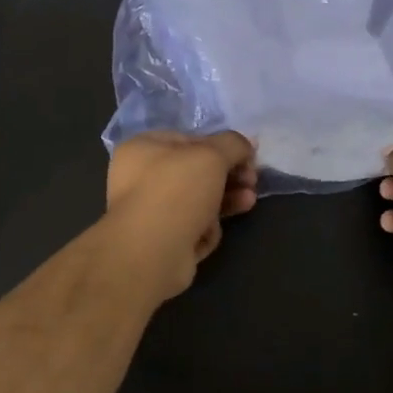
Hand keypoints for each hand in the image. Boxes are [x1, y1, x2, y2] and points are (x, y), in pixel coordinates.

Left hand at [104, 130, 257, 301]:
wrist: (151, 252)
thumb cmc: (177, 191)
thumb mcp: (212, 155)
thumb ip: (233, 144)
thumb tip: (246, 144)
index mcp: (142, 148)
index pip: (190, 139)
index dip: (221, 147)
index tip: (247, 157)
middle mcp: (140, 178)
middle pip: (196, 172)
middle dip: (229, 176)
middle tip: (251, 181)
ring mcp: (150, 212)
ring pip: (198, 201)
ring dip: (227, 200)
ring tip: (248, 202)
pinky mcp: (161, 241)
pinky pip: (192, 228)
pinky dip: (206, 229)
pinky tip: (210, 232)